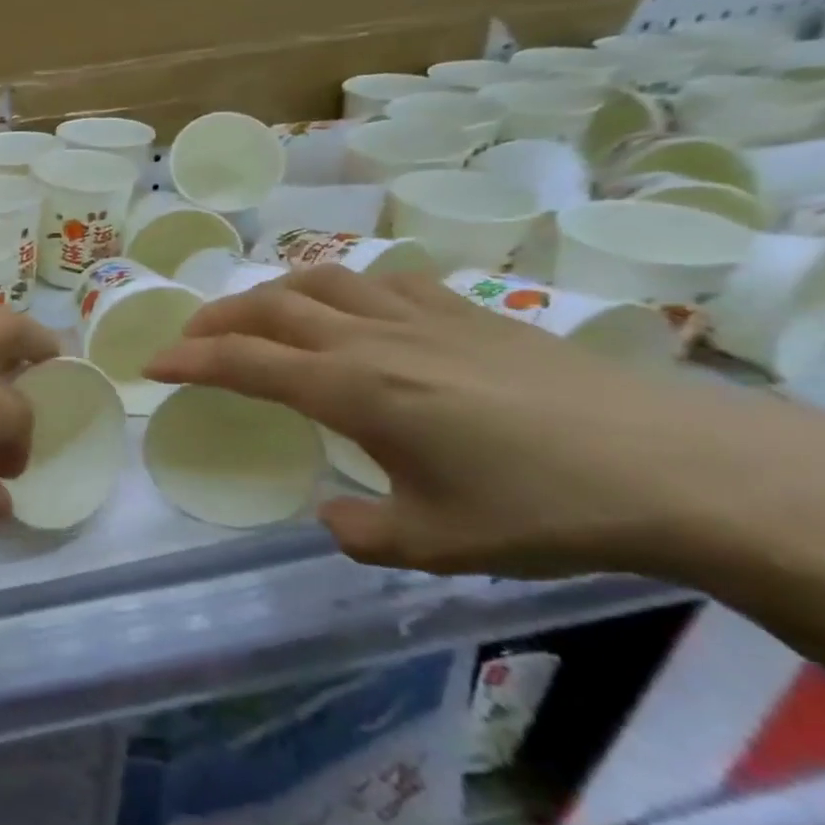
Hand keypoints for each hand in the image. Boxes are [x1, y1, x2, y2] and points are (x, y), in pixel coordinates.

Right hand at [143, 266, 824, 580]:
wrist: (674, 466)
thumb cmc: (539, 508)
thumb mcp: (434, 543)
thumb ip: (362, 533)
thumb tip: (332, 518)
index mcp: (351, 389)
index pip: (244, 362)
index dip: (189, 360)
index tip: (151, 365)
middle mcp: (373, 339)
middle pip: (270, 306)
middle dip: (217, 319)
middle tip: (189, 338)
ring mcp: (422, 317)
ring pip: (321, 281)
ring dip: (271, 293)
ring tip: (254, 314)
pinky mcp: (469, 311)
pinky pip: (381, 281)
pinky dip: (342, 287)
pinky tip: (350, 307)